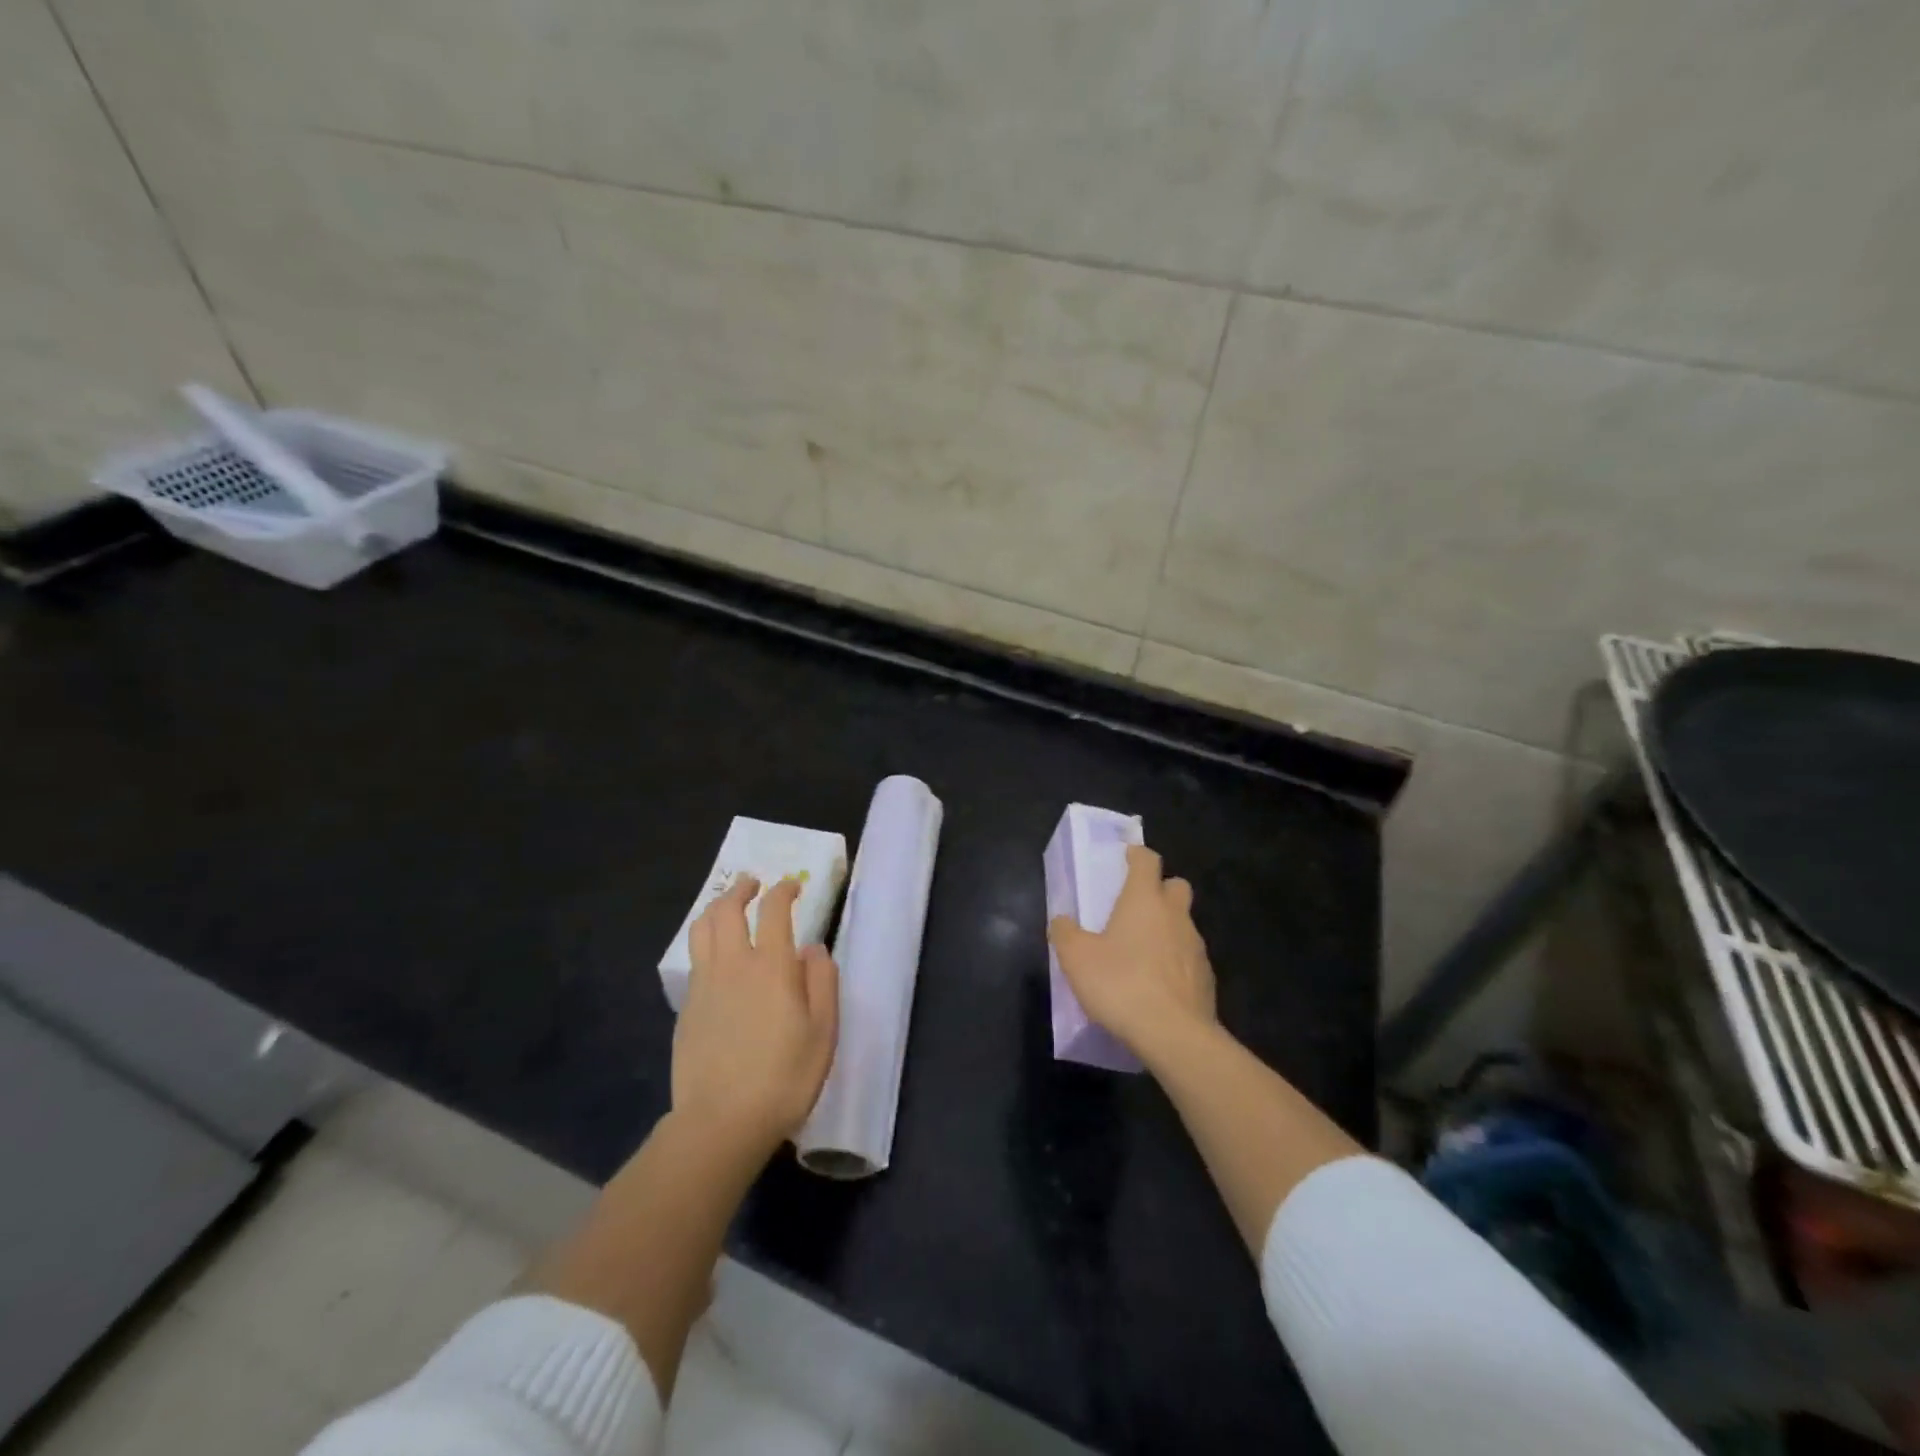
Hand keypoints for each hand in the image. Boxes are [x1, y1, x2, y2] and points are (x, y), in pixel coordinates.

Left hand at [672, 875, 838, 1160]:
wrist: (721, 1122)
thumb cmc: (784, 1078)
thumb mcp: (823, 1032)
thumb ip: (822, 983)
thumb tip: (813, 949)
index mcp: (771, 966)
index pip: (774, 911)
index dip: (783, 891)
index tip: (792, 886)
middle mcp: (733, 965)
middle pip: (727, 910)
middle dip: (741, 889)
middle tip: (753, 884)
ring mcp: (704, 985)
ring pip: (702, 929)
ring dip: (716, 908)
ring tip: (728, 907)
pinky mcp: (686, 1008)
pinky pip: (694, 958)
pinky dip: (705, 941)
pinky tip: (716, 955)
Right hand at [1048, 844, 1215, 1063]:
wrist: (1174, 1035)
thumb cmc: (1121, 984)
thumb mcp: (1076, 958)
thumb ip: (1065, 933)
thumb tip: (1062, 920)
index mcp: (1144, 900)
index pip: (1147, 860)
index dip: (1137, 854)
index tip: (1126, 857)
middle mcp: (1175, 914)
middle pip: (1176, 885)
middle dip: (1160, 888)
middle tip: (1136, 905)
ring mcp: (1196, 946)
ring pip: (1183, 923)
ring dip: (1166, 928)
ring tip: (1141, 952)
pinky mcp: (1206, 977)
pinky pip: (1189, 957)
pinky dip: (1175, 960)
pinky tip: (1157, 983)